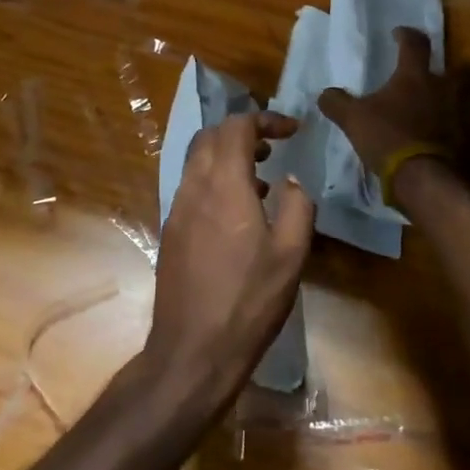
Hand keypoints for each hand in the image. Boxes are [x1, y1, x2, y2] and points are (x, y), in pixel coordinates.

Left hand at [146, 111, 315, 403]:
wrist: (192, 350)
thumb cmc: (248, 302)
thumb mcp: (291, 254)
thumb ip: (299, 206)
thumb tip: (293, 181)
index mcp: (223, 184)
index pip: (236, 126)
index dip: (265, 119)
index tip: (292, 131)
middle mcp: (194, 187)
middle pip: (211, 136)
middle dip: (243, 131)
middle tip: (274, 147)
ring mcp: (177, 209)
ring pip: (198, 160)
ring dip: (228, 156)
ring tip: (263, 179)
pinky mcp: (171, 231)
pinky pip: (192, 186)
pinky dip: (216, 180)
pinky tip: (240, 213)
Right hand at [317, 27, 456, 172]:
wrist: (422, 177)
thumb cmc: (387, 137)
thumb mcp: (352, 119)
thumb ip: (337, 102)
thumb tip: (325, 93)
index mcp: (414, 76)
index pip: (414, 43)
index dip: (406, 35)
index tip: (398, 34)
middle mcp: (442, 88)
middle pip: (454, 68)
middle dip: (443, 68)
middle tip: (428, 74)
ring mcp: (459, 113)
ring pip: (468, 95)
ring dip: (459, 95)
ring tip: (443, 102)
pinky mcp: (466, 138)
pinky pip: (466, 124)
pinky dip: (458, 124)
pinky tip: (445, 131)